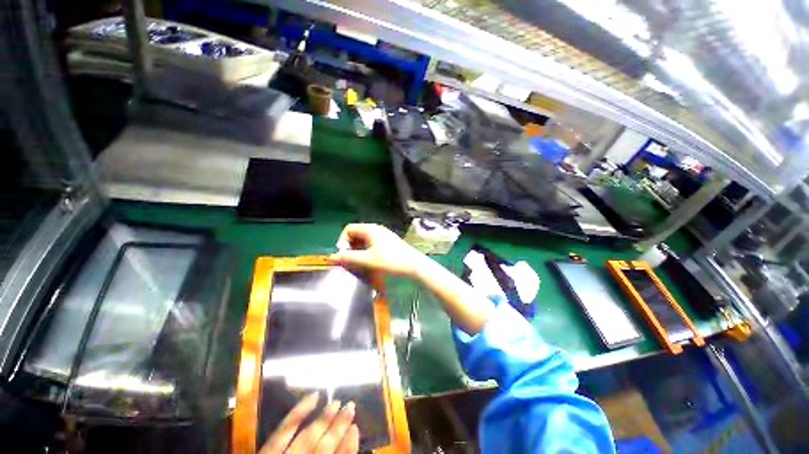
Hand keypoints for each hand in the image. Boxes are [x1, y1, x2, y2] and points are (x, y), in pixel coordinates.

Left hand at [260, 392, 358, 453]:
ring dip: (324, 419)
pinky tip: (313, 396)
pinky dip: (299, 411)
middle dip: (339, 428)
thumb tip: (346, 445)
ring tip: (337, 402)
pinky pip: (284, 429)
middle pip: (323, 448)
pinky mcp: (267, 452)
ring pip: (307, 437)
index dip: (348, 448)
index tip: (356, 429)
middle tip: (351, 407)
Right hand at [330, 224, 425, 276]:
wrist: (414, 265)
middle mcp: (376, 228)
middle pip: (356, 233)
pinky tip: (370, 261)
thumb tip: (332, 257)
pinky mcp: (389, 241)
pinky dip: (367, 250)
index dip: (342, 241)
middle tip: (351, 260)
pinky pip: (372, 243)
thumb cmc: (391, 260)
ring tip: (360, 262)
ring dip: (358, 249)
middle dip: (350, 246)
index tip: (344, 255)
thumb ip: (349, 258)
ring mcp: (384, 234)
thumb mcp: (368, 260)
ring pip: (364, 239)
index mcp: (370, 229)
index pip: (349, 229)